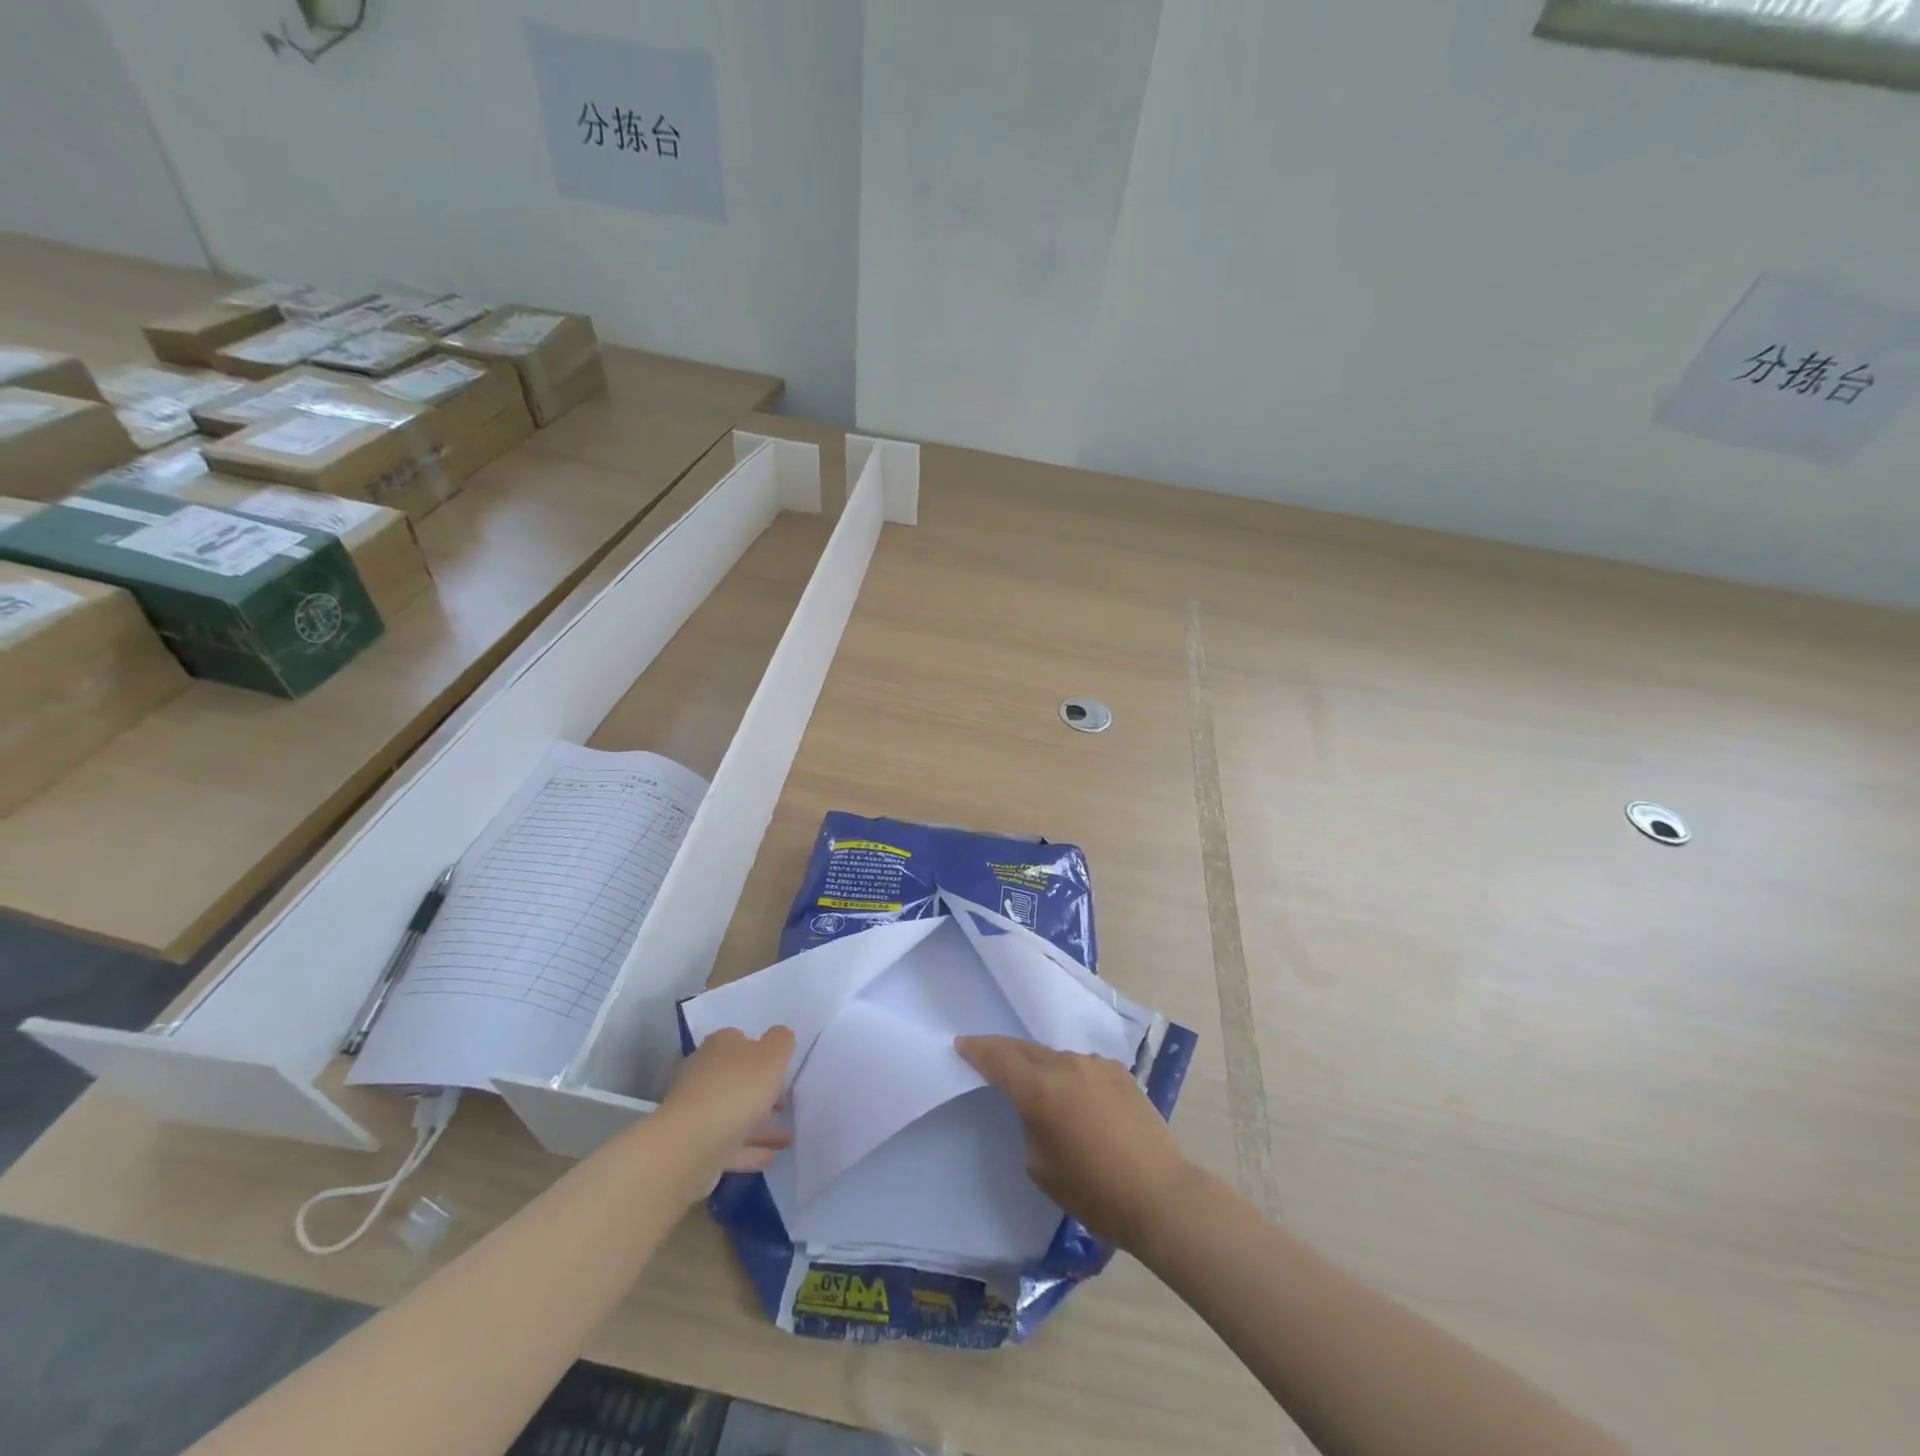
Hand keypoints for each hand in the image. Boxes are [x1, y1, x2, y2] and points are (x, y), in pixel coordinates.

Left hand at [658, 1026, 794, 1200]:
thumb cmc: (737, 1090)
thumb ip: (781, 1041)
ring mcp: (696, 1111)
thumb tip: (780, 1035)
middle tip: (785, 1105)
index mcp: (720, 1046)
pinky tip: (769, 1157)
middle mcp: (703, 1073)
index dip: (762, 1053)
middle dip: (761, 1092)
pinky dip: (748, 1148)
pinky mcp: (693, 1145)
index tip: (782, 1071)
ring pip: (734, 1114)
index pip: (740, 1040)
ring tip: (786, 1139)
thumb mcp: (772, 1055)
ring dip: (760, 1125)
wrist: (690, 1146)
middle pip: (736, 1079)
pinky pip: (727, 1143)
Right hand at [956, 1035, 1193, 1249]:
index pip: (999, 1059)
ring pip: (1055, 1057)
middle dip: (1002, 1050)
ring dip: (1040, 1065)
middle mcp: (1066, 1065)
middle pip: (1025, 1049)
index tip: (961, 1044)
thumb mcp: (1040, 1165)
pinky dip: (1069, 1075)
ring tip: (1036, 1083)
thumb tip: (1037, 1107)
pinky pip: (1082, 1066)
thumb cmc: (1093, 1191)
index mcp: (1041, 1089)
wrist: (1160, 1194)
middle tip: (985, 1054)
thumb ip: (1029, 1123)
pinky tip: (1075, 1097)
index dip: (977, 1050)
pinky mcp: (1119, 1072)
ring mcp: (1096, 1065)